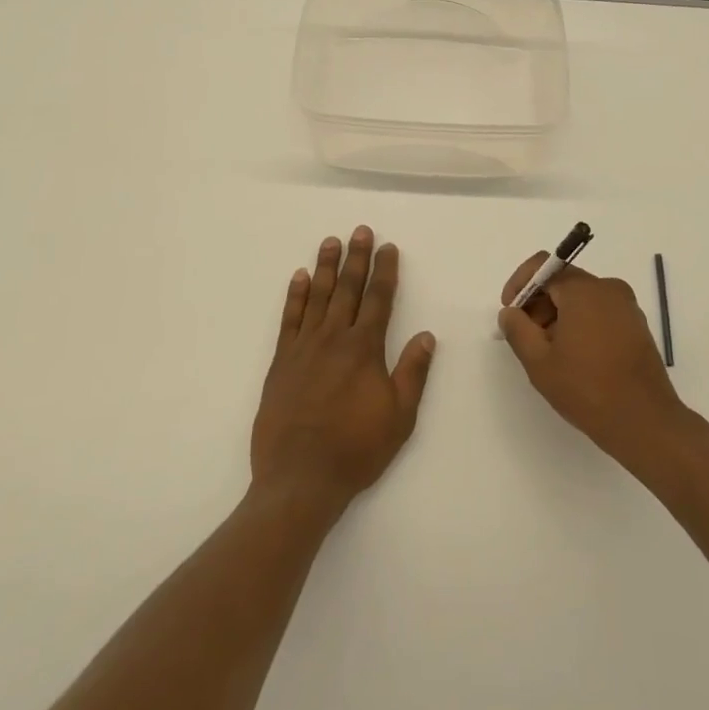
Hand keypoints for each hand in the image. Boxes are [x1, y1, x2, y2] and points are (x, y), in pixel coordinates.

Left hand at [251, 227, 436, 509]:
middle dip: (356, 258)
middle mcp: (334, 338)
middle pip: (348, 289)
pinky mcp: (282, 362)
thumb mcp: (399, 417)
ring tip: (330, 241)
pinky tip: (299, 277)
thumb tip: (427, 335)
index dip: (385, 271)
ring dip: (325, 267)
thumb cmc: (355, 449)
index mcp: (365, 349)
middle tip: (360, 230)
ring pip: (317, 296)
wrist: (299, 479)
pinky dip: (295, 296)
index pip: (379, 299)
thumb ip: (412, 372)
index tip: (387, 247)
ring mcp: (304, 348)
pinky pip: (289, 319)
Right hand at [498, 253, 687, 468]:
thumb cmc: (587, 389)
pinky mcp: (637, 326)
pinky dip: (581, 324)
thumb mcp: (539, 362)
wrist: (645, 423)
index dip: (520, 284)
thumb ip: (517, 329)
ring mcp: (627, 307)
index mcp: (584, 290)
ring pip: (582, 298)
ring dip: (559, 316)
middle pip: (563, 282)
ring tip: (550, 353)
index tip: (510, 312)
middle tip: (526, 337)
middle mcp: (609, 289)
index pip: (543, 267)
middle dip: (539, 304)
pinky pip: (600, 312)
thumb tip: (510, 312)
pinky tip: (575, 357)